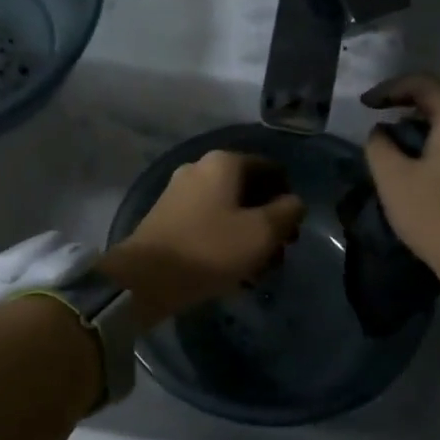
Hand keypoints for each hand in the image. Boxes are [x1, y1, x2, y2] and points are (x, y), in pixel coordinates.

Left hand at [105, 151, 305, 323]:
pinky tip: (232, 271)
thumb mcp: (261, 233)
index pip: (270, 169)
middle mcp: (199, 168)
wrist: (145, 277)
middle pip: (248, 191)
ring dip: (248, 236)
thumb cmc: (210, 249)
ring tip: (257, 270)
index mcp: (224, 162)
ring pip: (228, 210)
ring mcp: (179, 192)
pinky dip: (224, 242)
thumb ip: (287, 212)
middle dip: (268, 221)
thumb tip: (294, 202)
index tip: (293, 230)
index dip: (288, 198)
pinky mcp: (167, 218)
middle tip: (278, 255)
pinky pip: (207, 223)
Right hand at [362, 74, 439, 319]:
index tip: (364, 105)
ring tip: (394, 154)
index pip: (423, 84)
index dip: (388, 89)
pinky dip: (438, 149)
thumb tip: (381, 133)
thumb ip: (379, 146)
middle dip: (404, 111)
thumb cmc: (438, 216)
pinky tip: (420, 172)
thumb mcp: (393, 179)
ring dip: (421, 133)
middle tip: (377, 130)